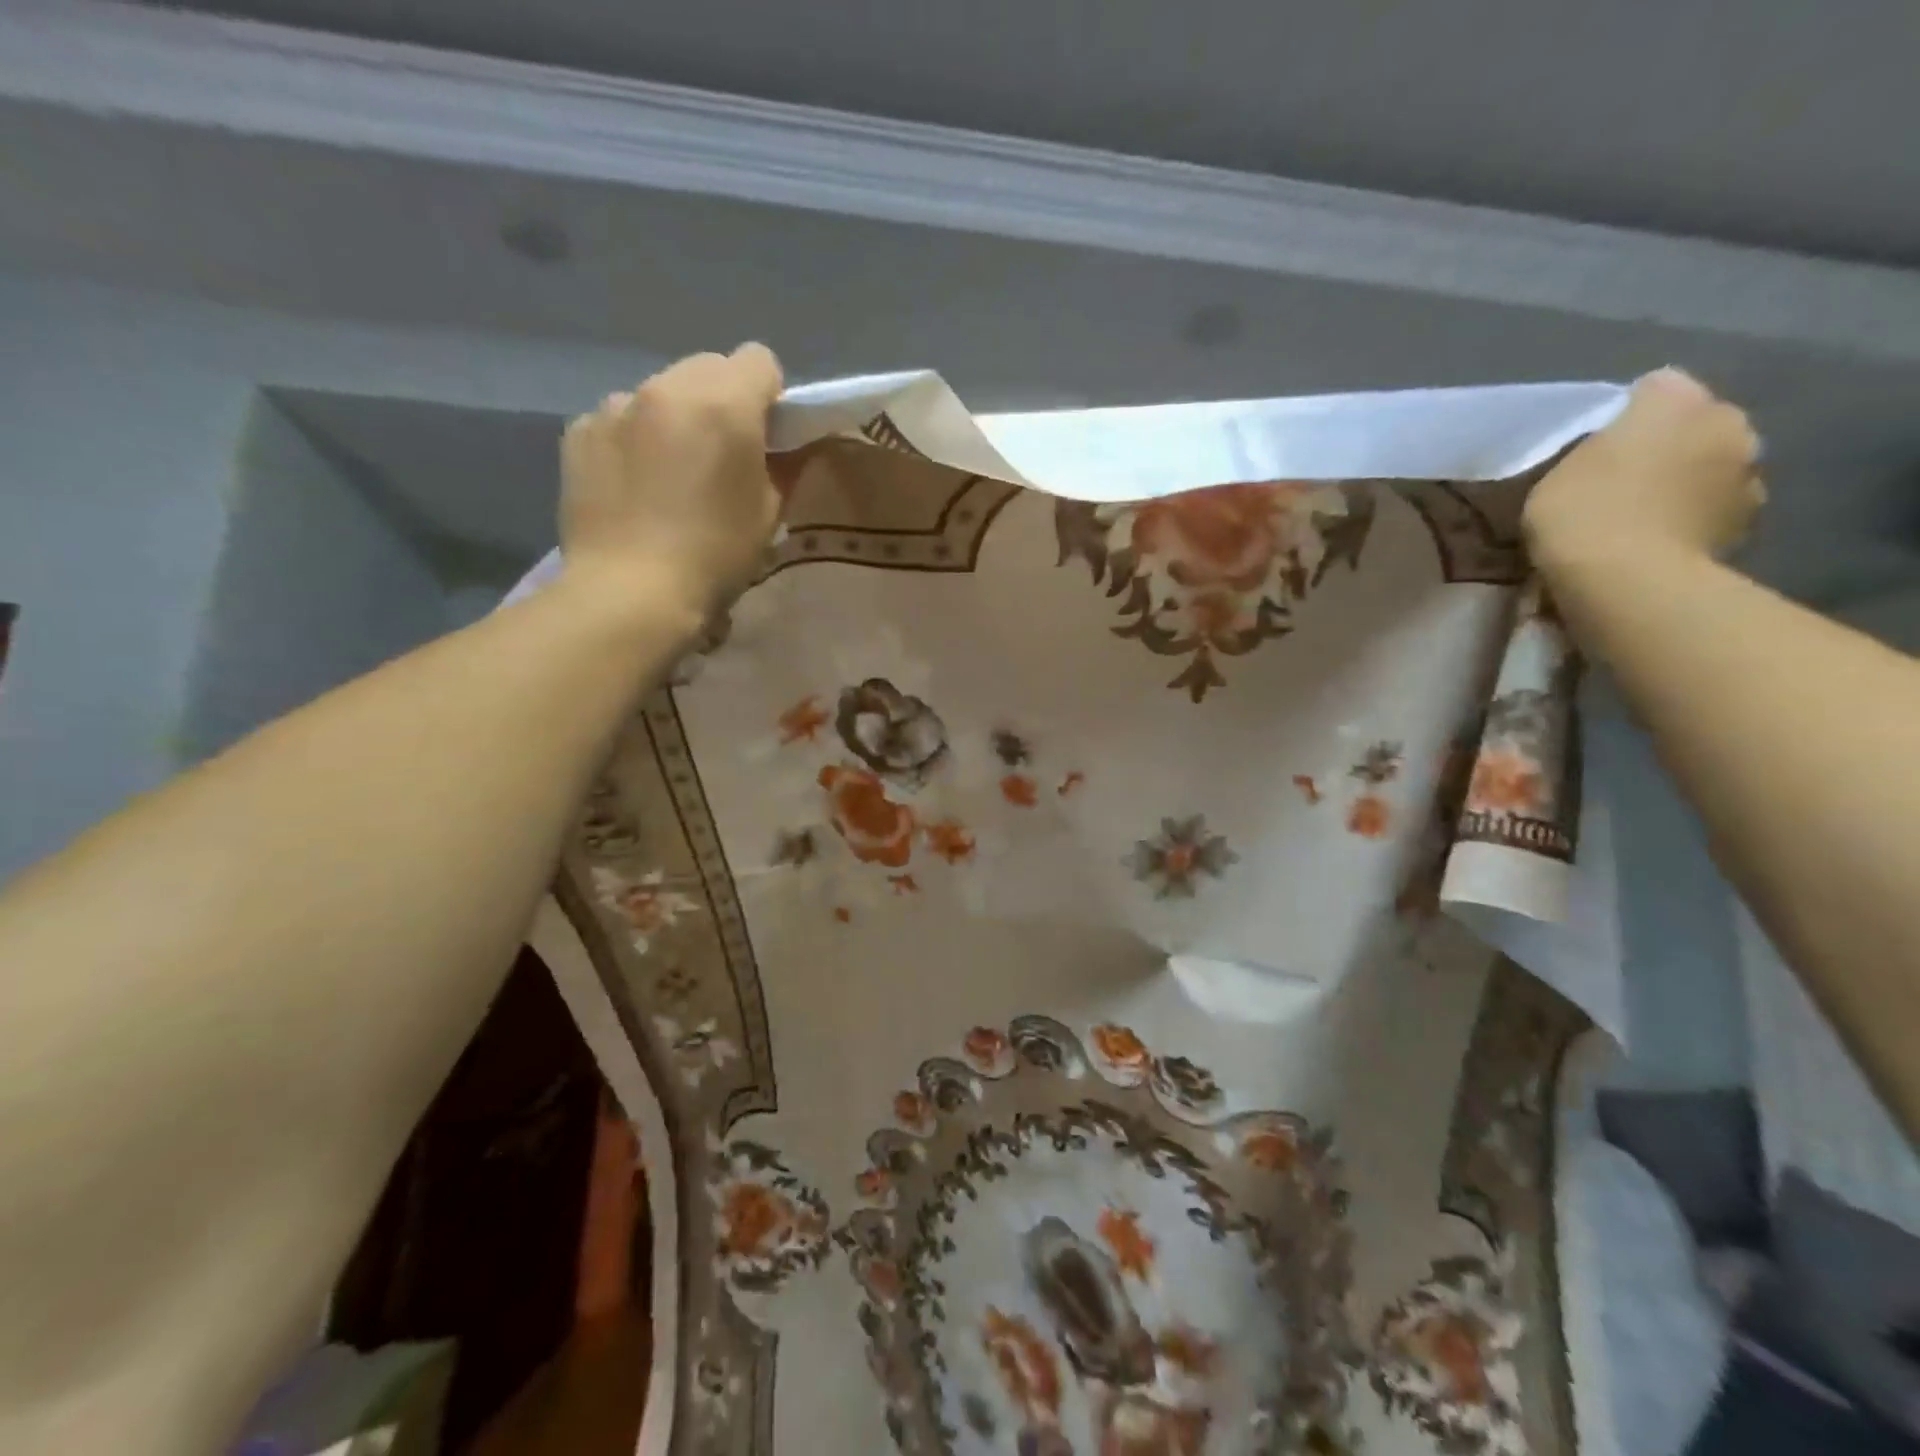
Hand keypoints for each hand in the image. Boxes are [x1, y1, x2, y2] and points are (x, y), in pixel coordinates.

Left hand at [559, 344, 784, 616]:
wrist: (630, 593)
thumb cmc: (715, 557)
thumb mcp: (769, 515)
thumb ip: (785, 466)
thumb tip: (789, 446)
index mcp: (725, 404)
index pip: (760, 360)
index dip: (770, 395)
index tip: (767, 435)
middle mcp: (668, 387)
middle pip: (708, 367)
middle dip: (721, 399)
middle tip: (719, 454)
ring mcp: (616, 405)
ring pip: (660, 390)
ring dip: (674, 417)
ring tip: (669, 473)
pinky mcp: (580, 431)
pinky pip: (619, 418)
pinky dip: (633, 439)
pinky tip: (633, 485)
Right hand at [1524, 368, 1763, 572]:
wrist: (1627, 579)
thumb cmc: (1581, 512)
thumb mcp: (1557, 469)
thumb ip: (1594, 448)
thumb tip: (1613, 449)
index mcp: (1678, 399)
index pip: (1653, 388)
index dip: (1623, 415)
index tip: (1594, 447)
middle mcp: (1729, 422)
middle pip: (1693, 426)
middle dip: (1666, 447)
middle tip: (1619, 482)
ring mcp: (1749, 474)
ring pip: (1709, 468)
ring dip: (1684, 484)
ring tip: (1639, 518)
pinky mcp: (1749, 523)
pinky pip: (1712, 510)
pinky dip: (1692, 520)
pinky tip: (1657, 543)